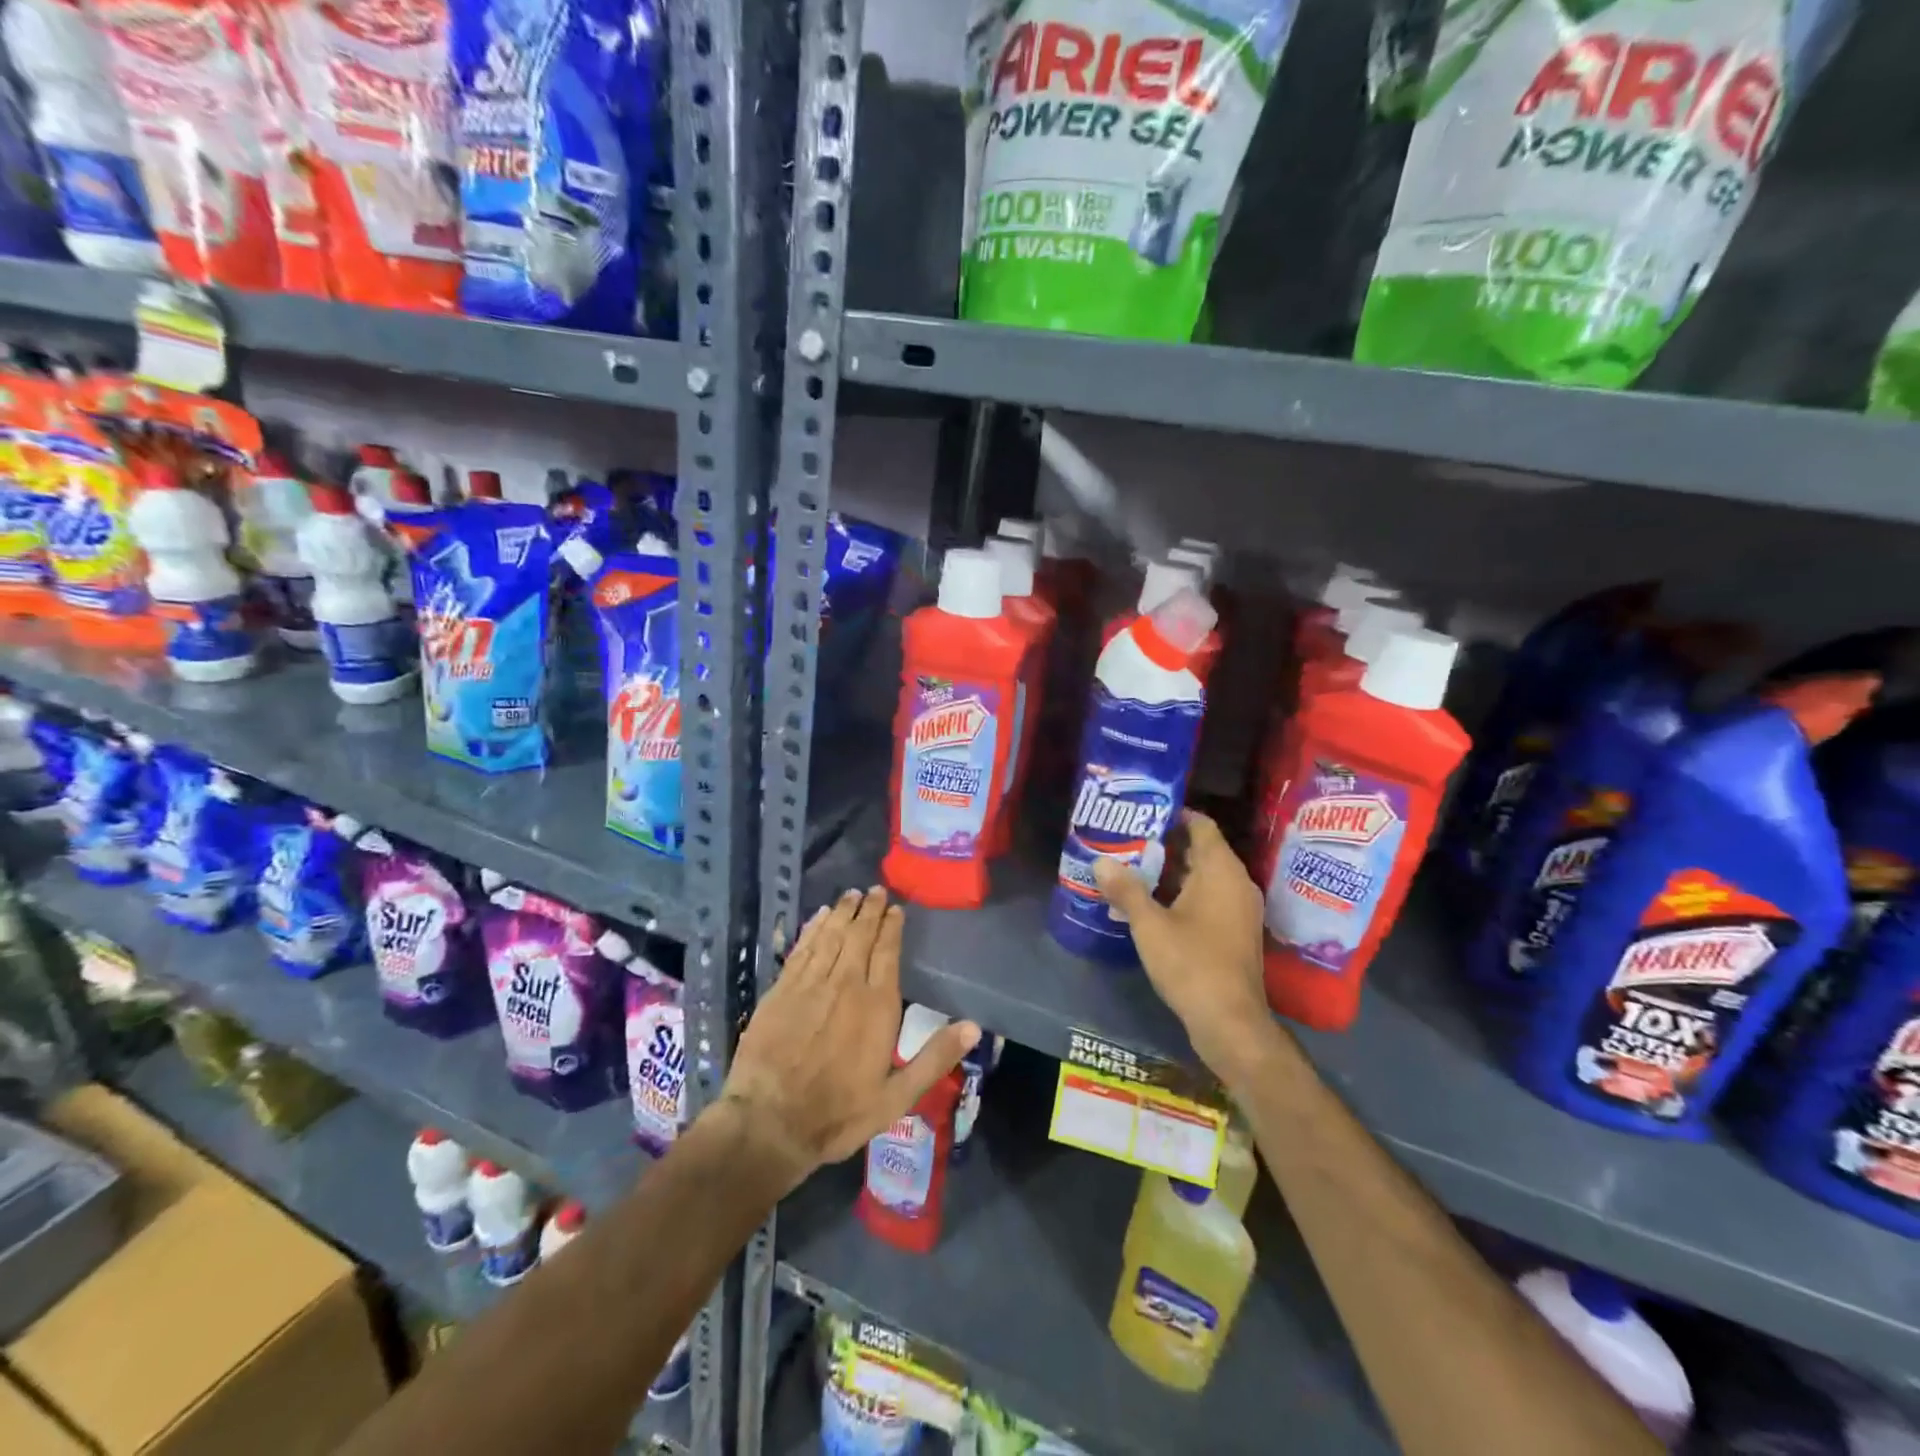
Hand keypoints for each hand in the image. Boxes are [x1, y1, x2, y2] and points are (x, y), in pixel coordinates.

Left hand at [721, 887, 979, 1191]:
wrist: (770, 1123)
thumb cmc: (839, 1114)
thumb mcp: (896, 1097)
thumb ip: (934, 1058)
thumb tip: (973, 1027)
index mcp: (877, 1006)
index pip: (887, 952)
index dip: (892, 927)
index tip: (895, 908)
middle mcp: (845, 984)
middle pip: (860, 935)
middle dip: (869, 909)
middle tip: (875, 890)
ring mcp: (810, 984)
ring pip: (831, 935)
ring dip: (842, 912)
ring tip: (851, 894)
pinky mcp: (781, 990)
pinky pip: (802, 948)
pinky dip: (813, 928)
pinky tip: (818, 916)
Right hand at [1093, 810, 1271, 1073]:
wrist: (1230, 1022)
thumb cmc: (1192, 964)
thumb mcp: (1150, 925)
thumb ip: (1126, 890)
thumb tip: (1100, 862)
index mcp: (1222, 871)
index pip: (1202, 825)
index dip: (1174, 814)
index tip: (1142, 813)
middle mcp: (1237, 883)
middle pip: (1202, 850)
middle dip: (1166, 844)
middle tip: (1128, 840)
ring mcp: (1239, 910)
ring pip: (1204, 877)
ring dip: (1172, 872)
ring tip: (1133, 868)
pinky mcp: (1235, 932)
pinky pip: (1209, 899)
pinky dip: (1183, 894)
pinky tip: (1152, 904)